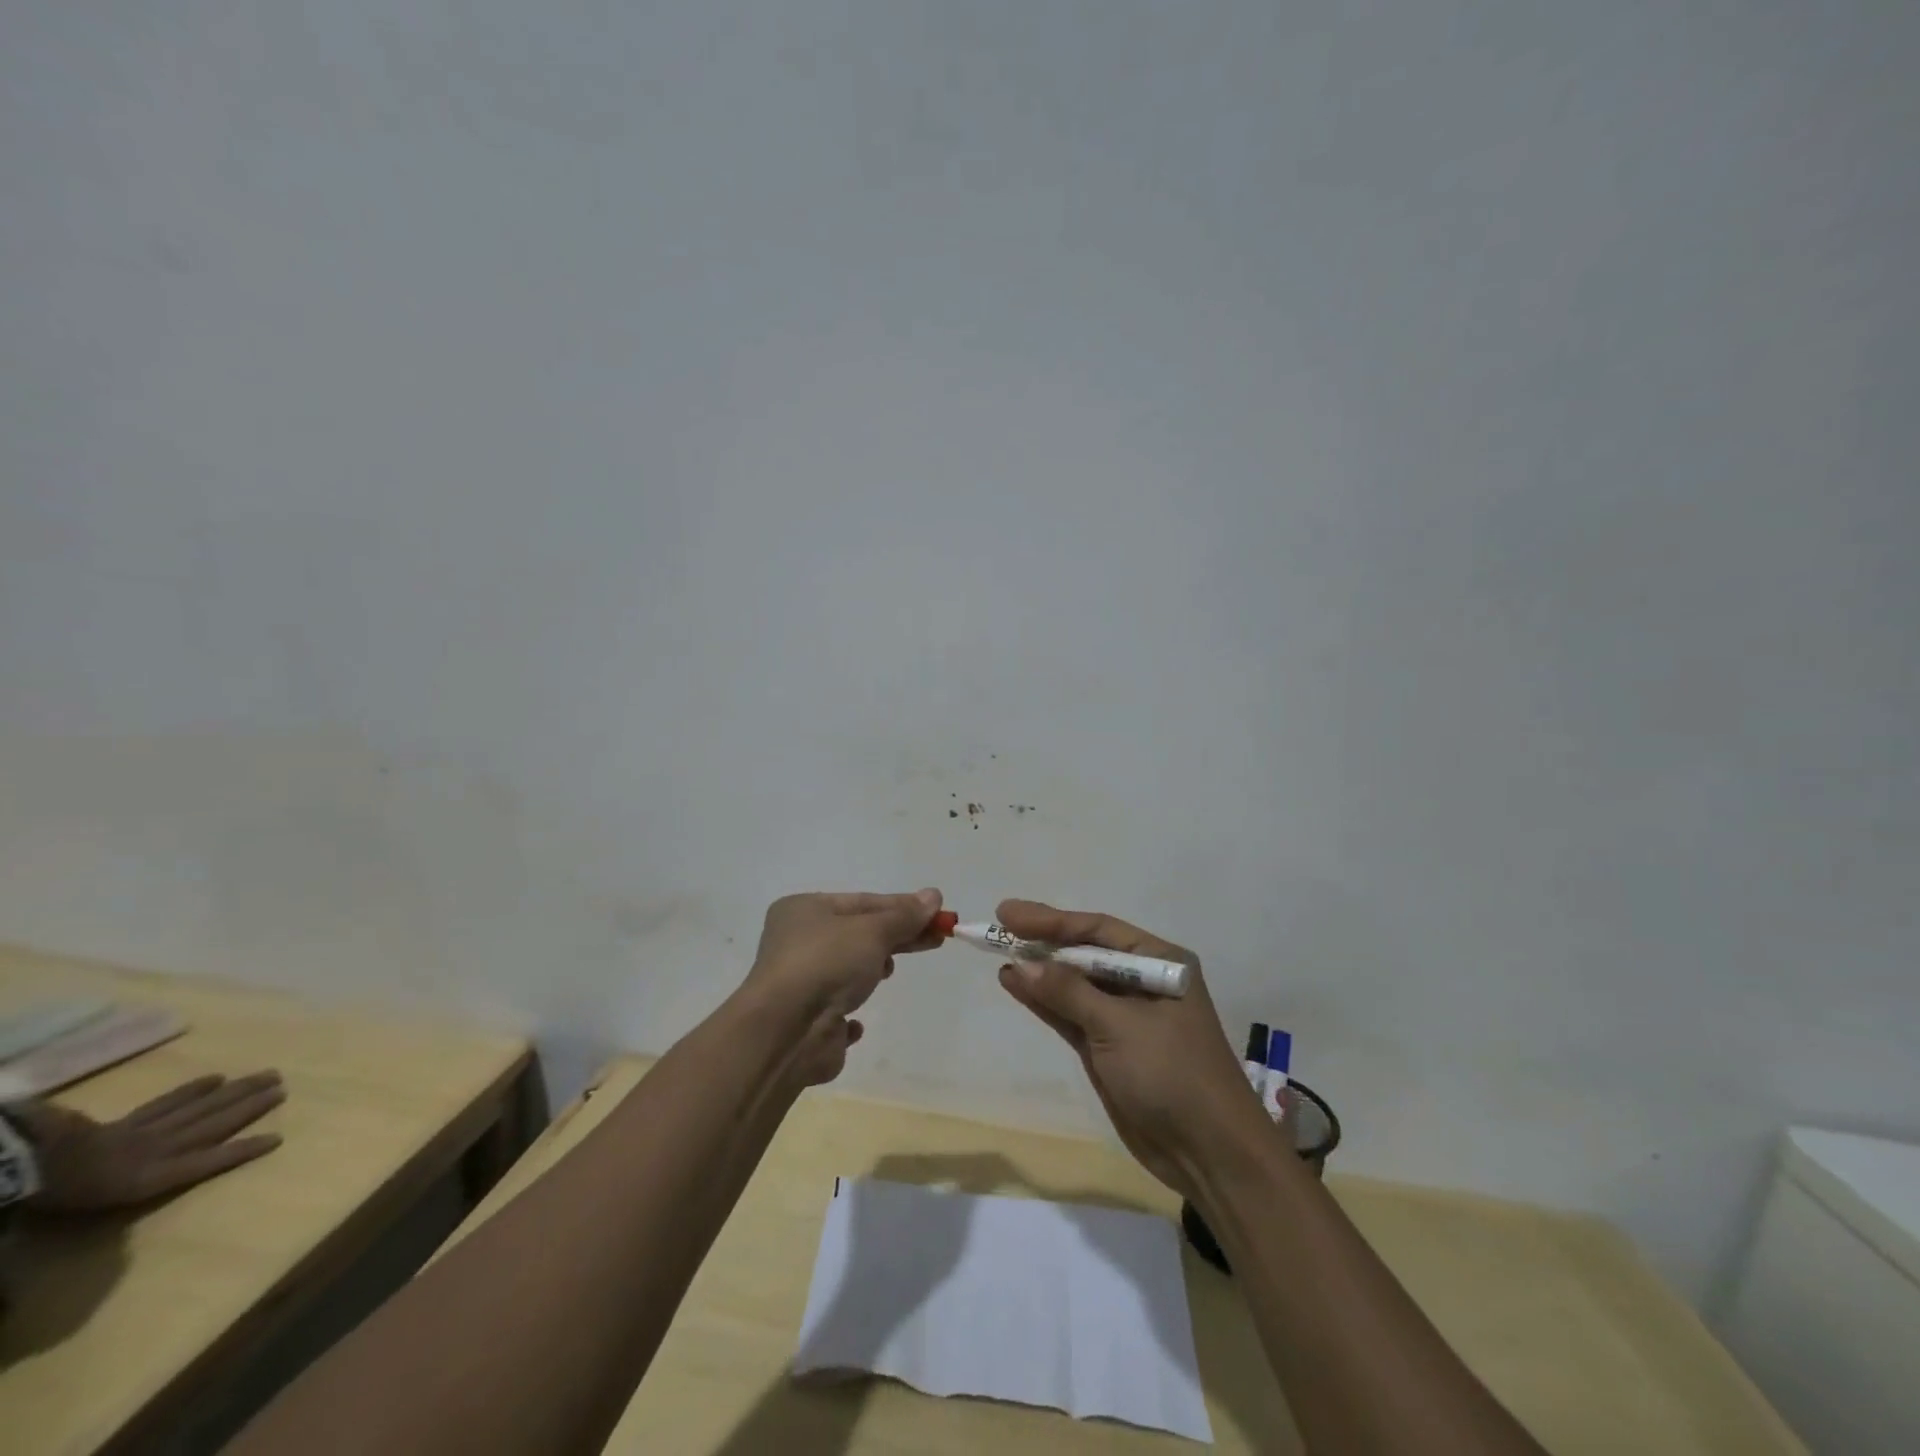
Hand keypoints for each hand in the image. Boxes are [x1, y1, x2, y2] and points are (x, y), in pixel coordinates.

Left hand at [12, 1071, 285, 1211]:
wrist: (22, 1167)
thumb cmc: (57, 1196)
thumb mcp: (84, 1206)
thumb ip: (127, 1184)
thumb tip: (126, 1158)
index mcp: (152, 1174)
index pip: (207, 1160)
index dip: (241, 1150)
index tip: (278, 1137)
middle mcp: (159, 1148)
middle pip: (212, 1124)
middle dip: (250, 1105)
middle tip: (283, 1085)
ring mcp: (144, 1131)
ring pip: (200, 1108)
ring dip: (235, 1092)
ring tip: (265, 1076)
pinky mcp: (126, 1121)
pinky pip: (165, 1103)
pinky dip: (191, 1090)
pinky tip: (213, 1078)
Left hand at [743, 889, 943, 1085]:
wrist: (785, 1032)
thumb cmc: (827, 964)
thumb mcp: (873, 931)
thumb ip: (904, 916)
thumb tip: (934, 895)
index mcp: (803, 910)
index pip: (863, 902)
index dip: (903, 907)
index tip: (937, 914)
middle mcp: (795, 942)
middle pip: (857, 934)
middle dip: (896, 937)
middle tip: (935, 939)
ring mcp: (797, 984)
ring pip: (846, 970)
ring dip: (870, 970)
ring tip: (888, 972)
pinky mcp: (804, 1023)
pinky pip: (834, 1011)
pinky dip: (850, 1013)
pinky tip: (857, 1022)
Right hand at [994, 899, 1261, 1196]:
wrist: (1208, 1154)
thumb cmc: (1172, 1073)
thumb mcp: (1119, 1026)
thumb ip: (1068, 992)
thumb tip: (1020, 964)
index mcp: (1160, 962)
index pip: (1098, 930)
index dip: (1052, 920)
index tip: (1009, 914)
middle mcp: (1142, 982)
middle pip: (1084, 952)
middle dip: (1043, 940)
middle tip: (999, 923)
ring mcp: (1124, 1017)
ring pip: (1073, 984)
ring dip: (1038, 970)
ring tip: (998, 953)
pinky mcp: (1109, 1047)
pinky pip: (1070, 1014)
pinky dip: (1043, 1001)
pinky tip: (1015, 984)